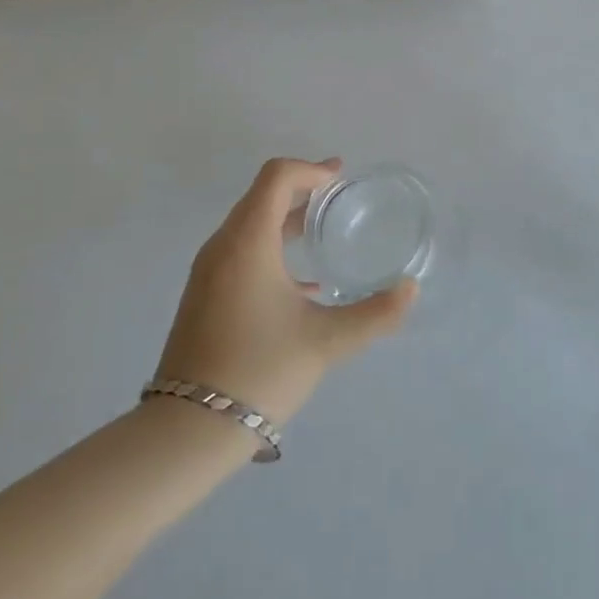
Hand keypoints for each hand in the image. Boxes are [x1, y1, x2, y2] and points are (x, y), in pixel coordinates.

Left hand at [156, 158, 415, 425]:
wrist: (187, 429)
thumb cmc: (260, 369)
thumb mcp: (325, 341)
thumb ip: (374, 313)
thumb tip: (411, 289)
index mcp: (248, 241)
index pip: (277, 177)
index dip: (311, 169)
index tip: (341, 178)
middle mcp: (223, 246)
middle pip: (262, 196)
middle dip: (301, 189)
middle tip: (339, 198)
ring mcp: (208, 272)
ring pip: (250, 225)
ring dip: (285, 219)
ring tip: (322, 233)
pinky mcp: (203, 296)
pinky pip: (240, 252)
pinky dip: (271, 248)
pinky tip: (302, 284)